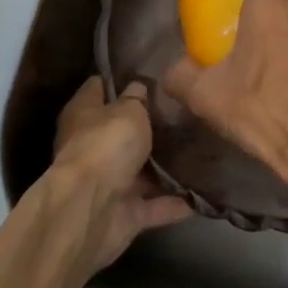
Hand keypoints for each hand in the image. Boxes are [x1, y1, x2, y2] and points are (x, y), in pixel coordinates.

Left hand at [50, 76, 191, 276]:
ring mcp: (108, 182)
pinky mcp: (124, 213)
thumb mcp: (128, 110)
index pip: (99, 87)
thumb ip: (137, 98)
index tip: (151, 74)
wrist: (90, 210)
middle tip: (185, 111)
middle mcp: (93, 146)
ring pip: (141, 171)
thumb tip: (139, 88)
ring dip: (165, 167)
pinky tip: (204, 193)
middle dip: (150, 125)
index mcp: (84, 114)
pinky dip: (175, 203)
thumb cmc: (106, 145)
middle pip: (122, 131)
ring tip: (202, 150)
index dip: (121, 80)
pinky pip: (155, 205)